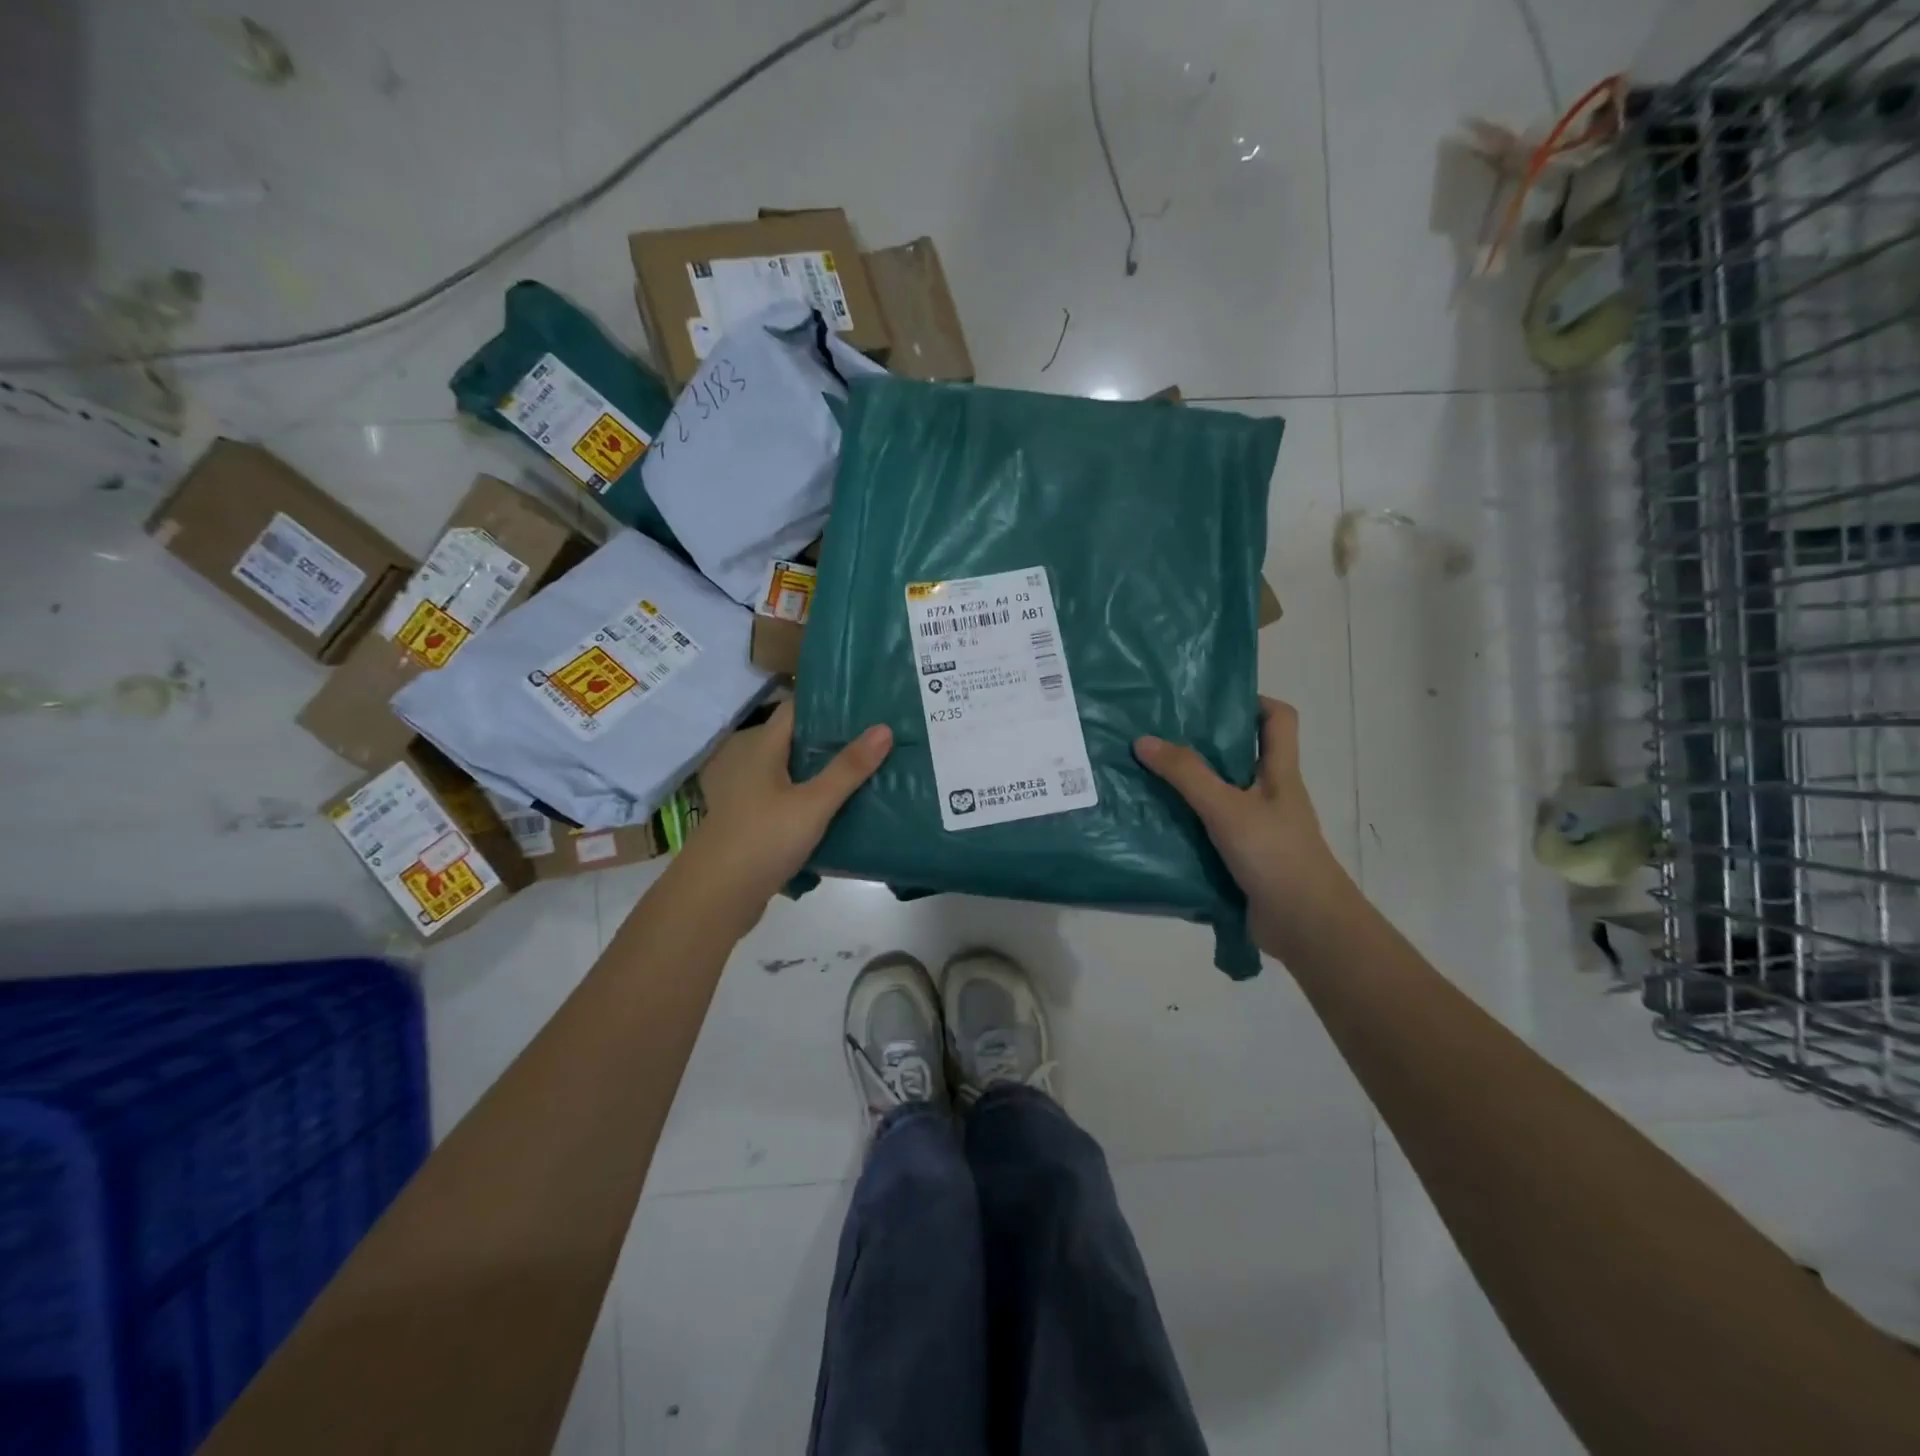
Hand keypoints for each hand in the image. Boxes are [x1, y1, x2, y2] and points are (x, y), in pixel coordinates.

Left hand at [678, 700, 891, 912]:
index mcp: (762, 748)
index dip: (829, 702)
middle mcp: (754, 764)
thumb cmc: (762, 840)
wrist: (715, 898)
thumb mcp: (813, 804)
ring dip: (827, 772)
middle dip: (836, 739)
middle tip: (880, 736)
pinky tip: (844, 809)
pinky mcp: (757, 823)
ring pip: (796, 773)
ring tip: (870, 769)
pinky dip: (816, 800)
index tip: (867, 702)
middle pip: (798, 741)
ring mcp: (752, 796)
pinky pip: (792, 801)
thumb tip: (884, 728)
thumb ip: (848, 769)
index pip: (796, 709)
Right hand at [1134, 697, 1349, 950]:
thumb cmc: (1275, 855)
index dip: (1252, 701)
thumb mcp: (1227, 808)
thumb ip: (1186, 774)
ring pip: (1219, 795)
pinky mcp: (1242, 858)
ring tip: (1144, 776)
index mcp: (1278, 772)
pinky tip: (1153, 824)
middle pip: (1239, 755)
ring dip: (1187, 788)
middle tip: (1157, 735)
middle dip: (1201, 744)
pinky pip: (1209, 831)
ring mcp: (1256, 828)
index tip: (1209, 700)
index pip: (1278, 719)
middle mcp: (1269, 794)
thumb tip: (1143, 740)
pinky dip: (1185, 825)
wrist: (1305, 926)